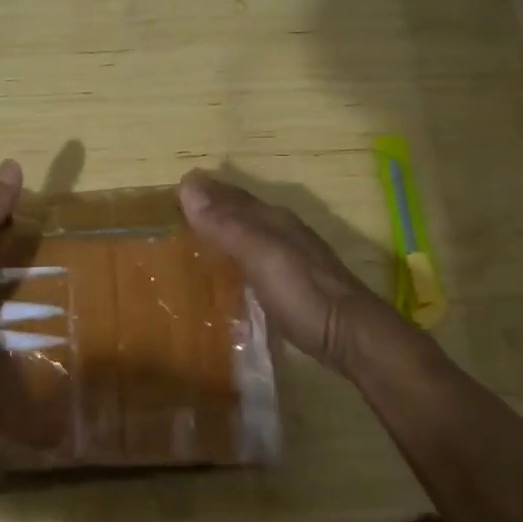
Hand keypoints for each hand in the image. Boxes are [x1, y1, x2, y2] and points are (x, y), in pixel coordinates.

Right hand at [178, 170, 409, 374]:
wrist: (351, 337)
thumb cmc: (303, 292)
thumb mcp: (261, 254)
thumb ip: (227, 224)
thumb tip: (188, 184)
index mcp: (273, 219)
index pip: (231, 196)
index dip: (204, 192)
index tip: (170, 194)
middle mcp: (282, 232)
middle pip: (240, 214)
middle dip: (211, 211)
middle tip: (173, 219)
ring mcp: (290, 260)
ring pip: (248, 236)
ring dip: (222, 235)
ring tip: (191, 245)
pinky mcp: (292, 286)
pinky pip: (254, 262)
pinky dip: (235, 260)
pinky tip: (226, 276)